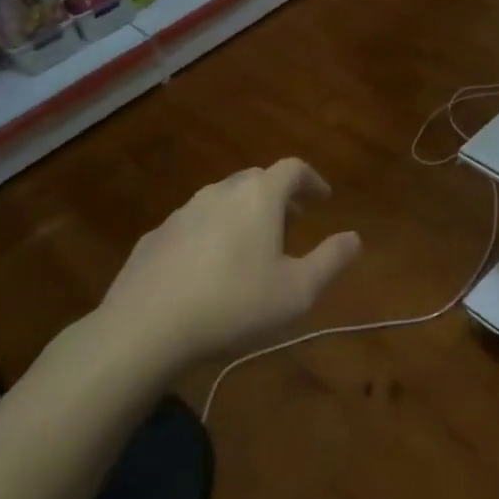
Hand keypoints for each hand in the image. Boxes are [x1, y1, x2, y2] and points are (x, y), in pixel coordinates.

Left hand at [97, 158, 360, 378]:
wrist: (144, 329)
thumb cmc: (234, 304)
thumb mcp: (298, 291)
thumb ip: (331, 260)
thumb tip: (354, 238)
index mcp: (259, 196)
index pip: (293, 168)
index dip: (312, 180)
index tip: (323, 199)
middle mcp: (221, 192)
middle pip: (256, 179)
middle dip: (279, 196)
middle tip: (292, 222)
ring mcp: (182, 212)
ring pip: (222, 200)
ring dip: (243, 213)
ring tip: (251, 247)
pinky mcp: (154, 237)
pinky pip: (192, 225)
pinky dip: (210, 234)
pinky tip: (207, 268)